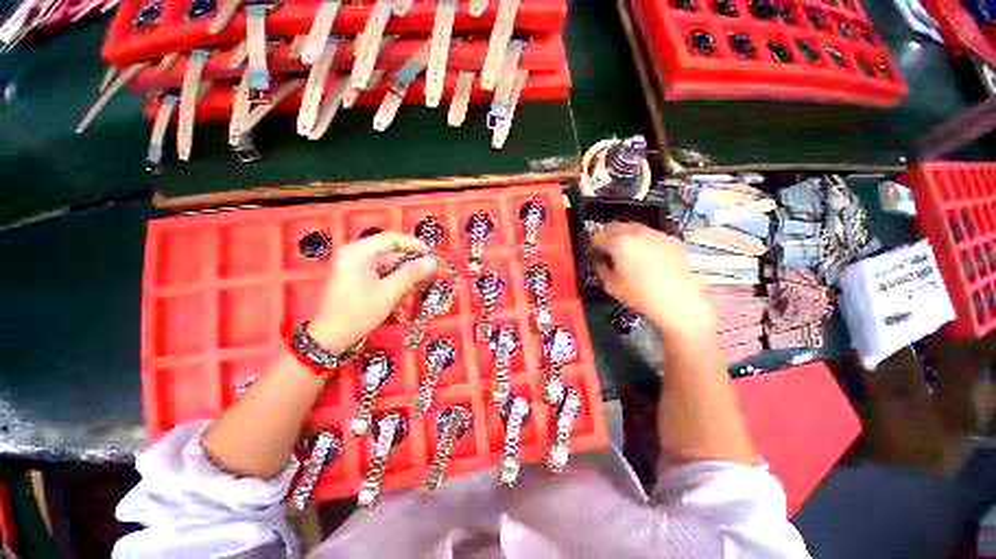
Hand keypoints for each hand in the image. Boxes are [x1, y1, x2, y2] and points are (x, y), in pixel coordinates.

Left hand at [308, 232, 436, 352]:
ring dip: (405, 271)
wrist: (331, 337)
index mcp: (357, 252)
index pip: (390, 239)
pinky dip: (396, 277)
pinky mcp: (359, 276)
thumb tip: (432, 261)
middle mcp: (356, 254)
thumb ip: (411, 274)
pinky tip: (407, 287)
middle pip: (390, 250)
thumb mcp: (388, 293)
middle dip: (410, 260)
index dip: (413, 244)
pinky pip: (383, 271)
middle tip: (430, 269)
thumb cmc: (358, 313)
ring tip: (421, 280)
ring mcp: (356, 265)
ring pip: (388, 262)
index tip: (431, 253)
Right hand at [591, 222, 715, 341]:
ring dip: (626, 234)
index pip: (598, 236)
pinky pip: (651, 234)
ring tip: (627, 249)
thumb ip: (601, 269)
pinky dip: (644, 240)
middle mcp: (637, 233)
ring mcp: (656, 234)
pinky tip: (647, 254)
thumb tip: (600, 261)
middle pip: (616, 226)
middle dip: (608, 234)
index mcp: (619, 243)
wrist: (679, 301)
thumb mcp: (611, 285)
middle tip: (607, 246)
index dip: (593, 243)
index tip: (594, 250)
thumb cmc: (640, 295)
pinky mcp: (672, 240)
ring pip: (635, 227)